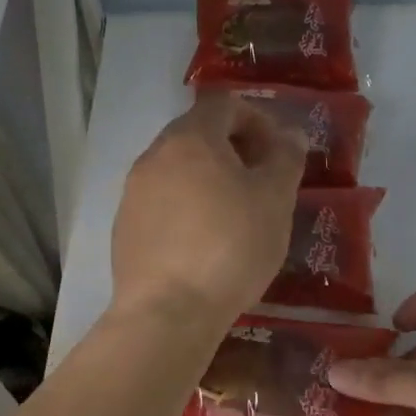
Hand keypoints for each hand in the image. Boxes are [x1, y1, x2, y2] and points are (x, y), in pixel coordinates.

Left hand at [111, 90, 306, 328]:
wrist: (167, 312)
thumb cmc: (230, 248)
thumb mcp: (274, 201)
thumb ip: (285, 160)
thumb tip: (290, 135)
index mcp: (190, 138)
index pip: (224, 104)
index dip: (257, 119)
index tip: (278, 152)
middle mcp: (154, 156)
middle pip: (197, 134)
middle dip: (233, 150)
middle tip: (261, 183)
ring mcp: (133, 193)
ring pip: (177, 171)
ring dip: (209, 180)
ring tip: (235, 216)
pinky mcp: (124, 228)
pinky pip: (162, 203)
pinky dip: (187, 209)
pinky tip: (204, 244)